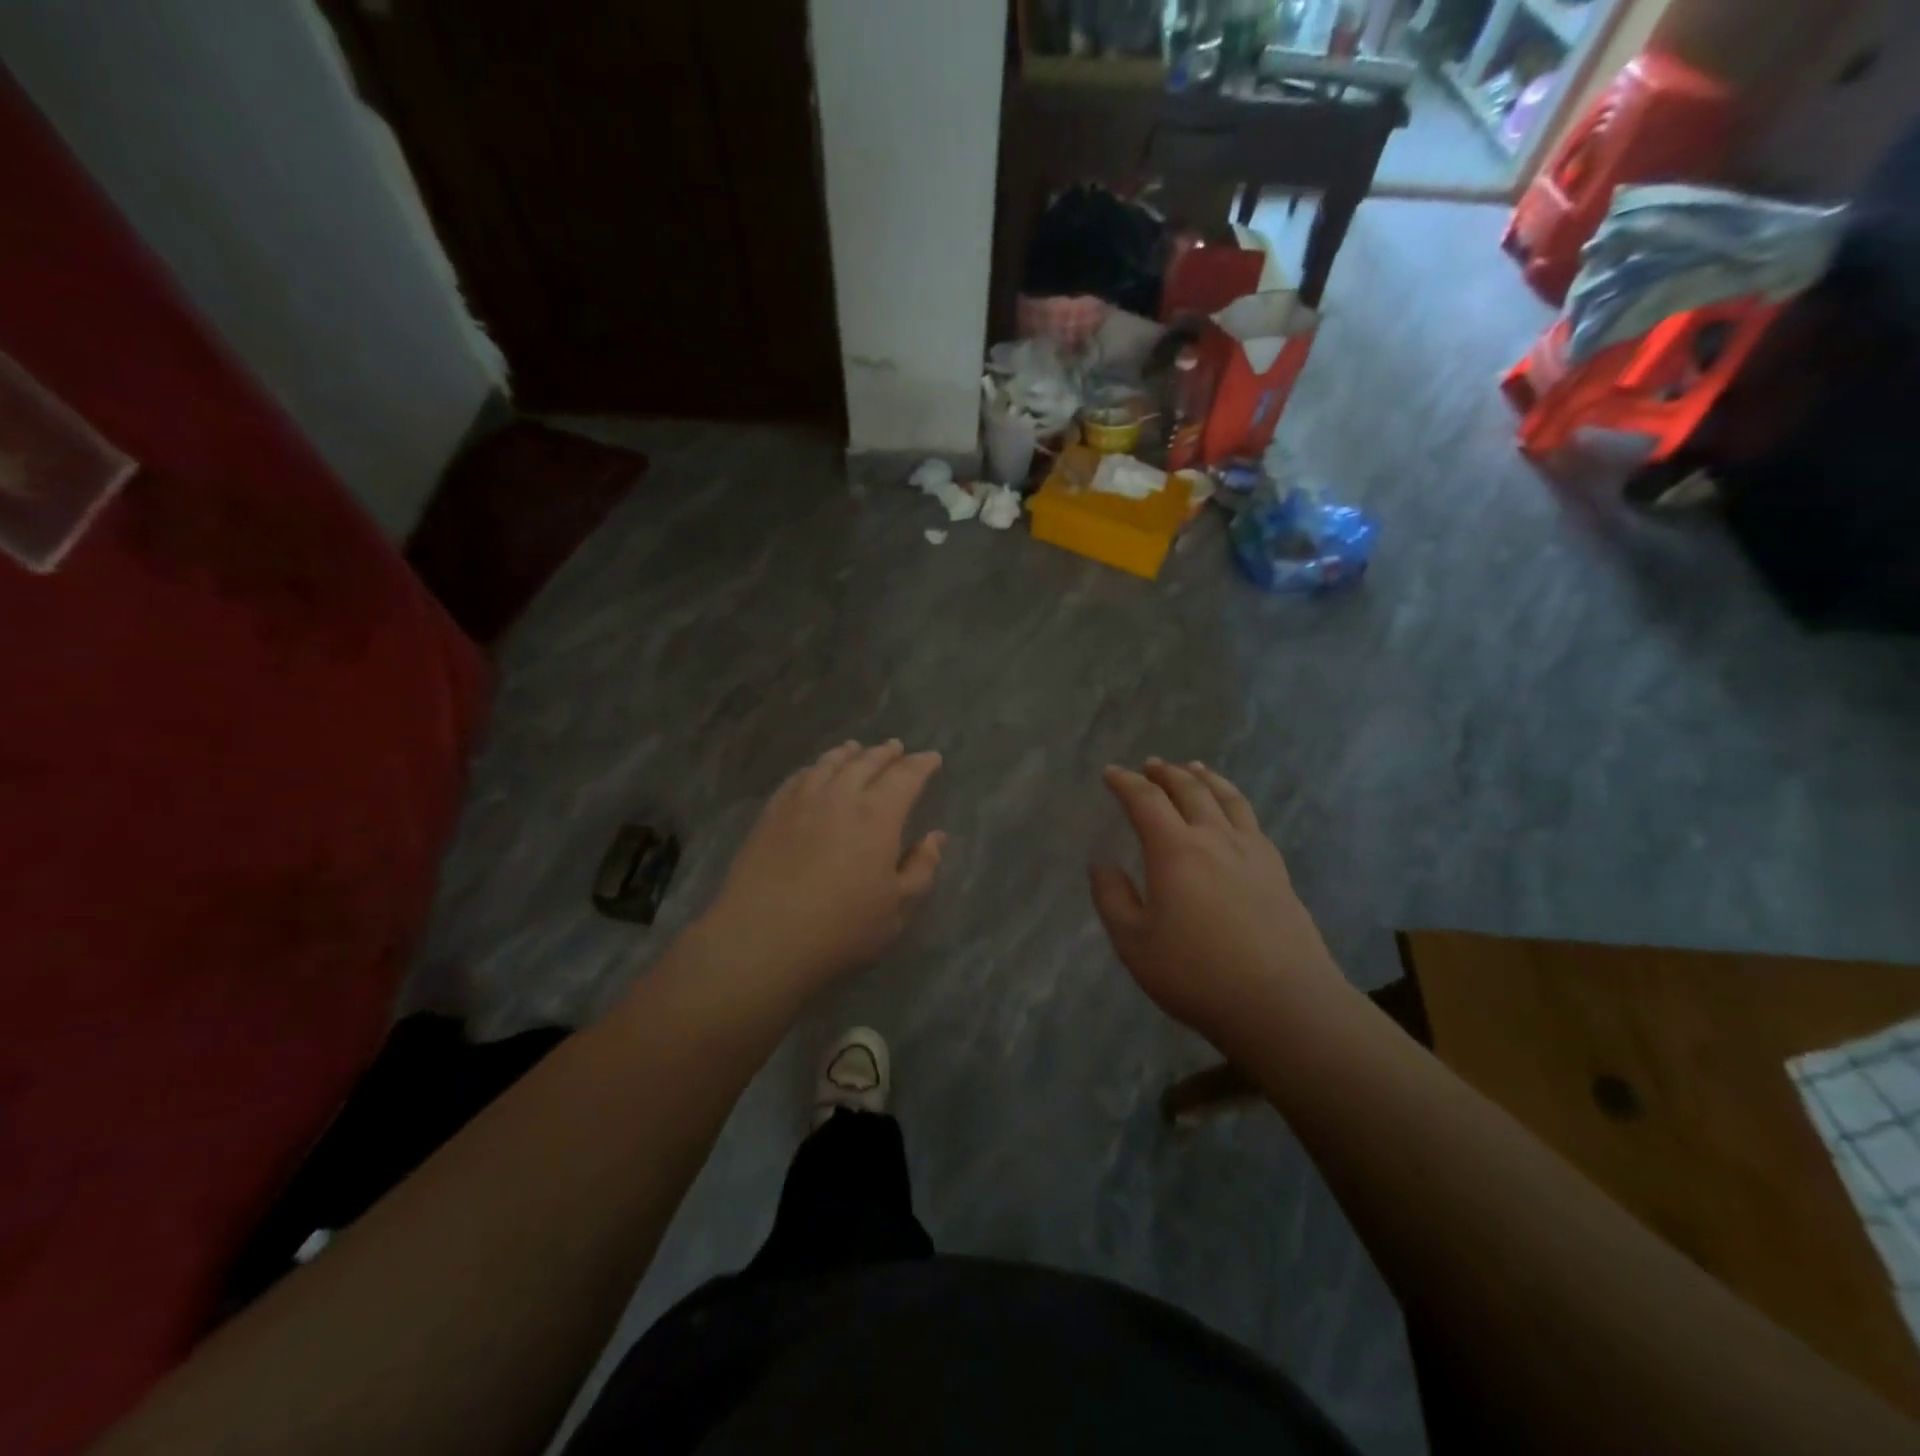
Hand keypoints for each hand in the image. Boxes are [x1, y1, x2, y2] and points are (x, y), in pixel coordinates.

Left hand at [703, 740, 945, 993]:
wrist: (761, 938)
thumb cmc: (841, 929)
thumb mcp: (897, 909)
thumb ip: (921, 869)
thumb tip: (935, 837)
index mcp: (877, 815)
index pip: (906, 777)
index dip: (921, 765)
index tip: (932, 758)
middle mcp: (840, 796)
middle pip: (866, 762)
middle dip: (885, 753)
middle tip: (896, 747)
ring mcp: (800, 802)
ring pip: (828, 764)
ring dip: (847, 754)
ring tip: (855, 749)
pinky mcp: (771, 814)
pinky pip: (797, 778)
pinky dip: (813, 768)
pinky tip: (814, 772)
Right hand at [1090, 759, 1346, 1046]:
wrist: (1282, 1002)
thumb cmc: (1196, 974)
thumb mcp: (1134, 943)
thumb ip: (1112, 898)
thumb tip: (1101, 865)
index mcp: (1174, 850)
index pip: (1145, 800)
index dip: (1125, 782)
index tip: (1111, 773)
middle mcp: (1213, 838)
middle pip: (1189, 789)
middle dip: (1165, 773)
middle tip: (1151, 765)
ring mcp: (1251, 852)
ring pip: (1227, 798)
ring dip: (1205, 778)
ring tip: (1194, 768)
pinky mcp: (1277, 871)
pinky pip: (1252, 821)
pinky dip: (1234, 802)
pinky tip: (1233, 812)